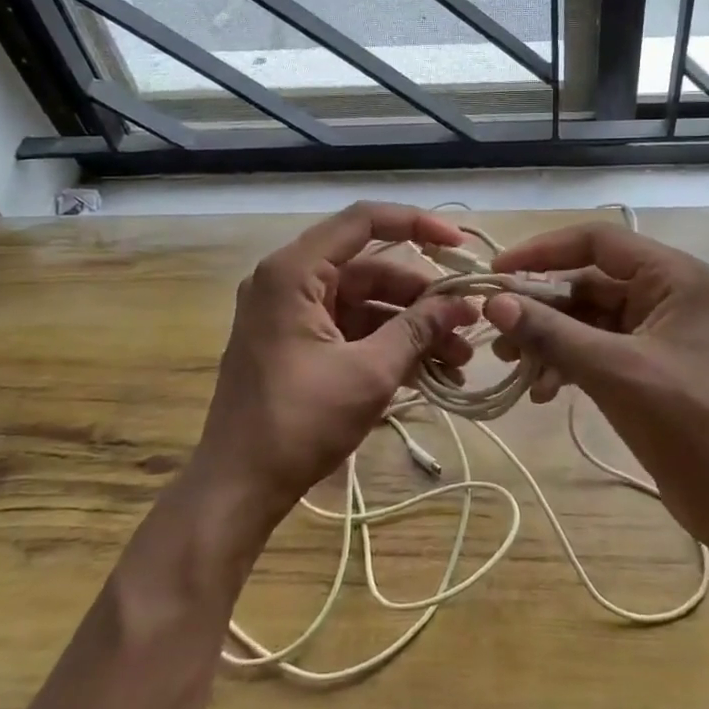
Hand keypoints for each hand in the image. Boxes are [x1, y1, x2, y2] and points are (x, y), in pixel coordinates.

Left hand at [190, 202, 476, 529]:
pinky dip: (389, 344)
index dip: (416, 224)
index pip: (363, 220)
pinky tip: (431, 371)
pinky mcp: (299, 344)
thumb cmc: (299, 422)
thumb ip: (417, 329)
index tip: (458, 246)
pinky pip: (353, 329)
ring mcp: (293, 314)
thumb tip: (461, 304)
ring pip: (367, 303)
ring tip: (459, 357)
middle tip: (469, 321)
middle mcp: (290, 281)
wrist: (238, 488)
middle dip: (423, 296)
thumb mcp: (369, 372)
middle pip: (371, 268)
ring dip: (413, 326)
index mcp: (294, 272)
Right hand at [483, 223, 708, 539]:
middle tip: (497, 334)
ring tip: (513, 368)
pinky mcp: (644, 366)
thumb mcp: (614, 371)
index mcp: (671, 276)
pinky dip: (565, 364)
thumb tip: (493, 302)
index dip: (543, 251)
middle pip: (586, 282)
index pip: (596, 241)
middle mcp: (662, 293)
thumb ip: (552, 333)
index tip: (496, 272)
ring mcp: (653, 331)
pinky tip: (542, 392)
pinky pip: (593, 349)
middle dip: (540, 307)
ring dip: (548, 340)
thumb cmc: (688, 422)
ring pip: (585, 319)